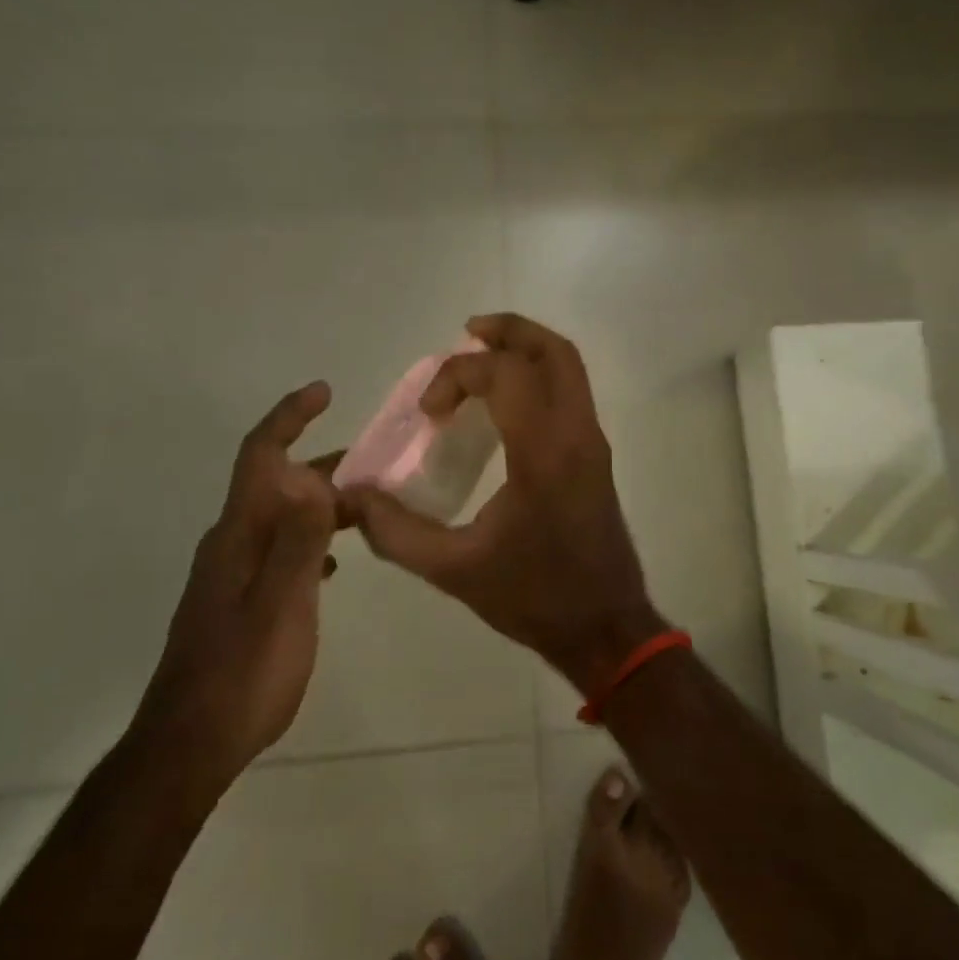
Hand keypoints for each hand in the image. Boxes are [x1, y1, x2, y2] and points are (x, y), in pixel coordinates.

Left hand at [131, 382, 340, 793]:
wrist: (189, 746)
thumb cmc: (243, 674)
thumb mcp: (283, 604)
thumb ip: (300, 541)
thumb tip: (314, 479)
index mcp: (239, 535)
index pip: (260, 456)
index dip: (289, 417)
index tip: (323, 392)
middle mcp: (230, 543)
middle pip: (274, 484)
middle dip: (320, 465)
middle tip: (372, 465)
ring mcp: (231, 574)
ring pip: (280, 518)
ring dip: (319, 504)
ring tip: (365, 510)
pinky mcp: (237, 601)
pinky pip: (279, 550)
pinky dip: (310, 541)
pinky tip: (333, 565)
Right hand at [340, 314, 664, 695]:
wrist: (606, 627)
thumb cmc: (535, 597)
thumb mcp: (455, 570)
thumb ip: (396, 532)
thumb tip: (352, 498)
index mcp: (544, 453)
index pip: (507, 374)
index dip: (458, 375)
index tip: (429, 412)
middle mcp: (577, 434)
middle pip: (553, 352)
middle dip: (508, 332)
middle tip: (464, 336)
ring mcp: (593, 442)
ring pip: (568, 367)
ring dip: (525, 350)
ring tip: (479, 358)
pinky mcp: (596, 454)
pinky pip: (570, 391)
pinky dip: (537, 376)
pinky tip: (502, 402)